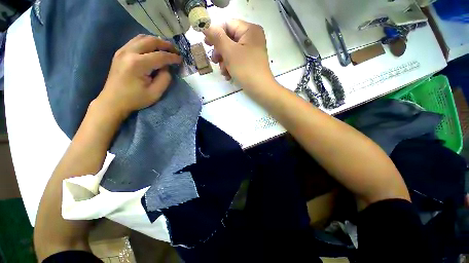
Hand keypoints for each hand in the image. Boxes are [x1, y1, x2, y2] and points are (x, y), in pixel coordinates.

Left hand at [95, 34, 181, 120]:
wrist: (113, 101)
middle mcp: (129, 52)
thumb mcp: (155, 93)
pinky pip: (135, 41)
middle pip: (150, 41)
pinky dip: (147, 42)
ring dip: (156, 41)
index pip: (160, 56)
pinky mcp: (120, 52)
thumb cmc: (135, 99)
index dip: (172, 57)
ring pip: (142, 38)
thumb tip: (167, 67)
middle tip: (175, 50)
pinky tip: (153, 48)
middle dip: (165, 44)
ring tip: (166, 48)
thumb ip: (165, 78)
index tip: (181, 59)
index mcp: (138, 64)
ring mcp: (122, 50)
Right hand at [203, 20, 273, 90]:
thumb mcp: (230, 52)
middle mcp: (252, 38)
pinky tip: (228, 76)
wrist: (260, 89)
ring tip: (224, 72)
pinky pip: (237, 60)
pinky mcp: (250, 62)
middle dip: (220, 52)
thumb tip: (205, 25)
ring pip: (231, 52)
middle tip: (214, 61)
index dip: (215, 33)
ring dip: (224, 62)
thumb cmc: (246, 69)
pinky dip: (231, 67)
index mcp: (249, 30)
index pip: (227, 25)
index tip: (206, 44)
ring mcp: (251, 51)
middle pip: (229, 39)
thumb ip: (217, 37)